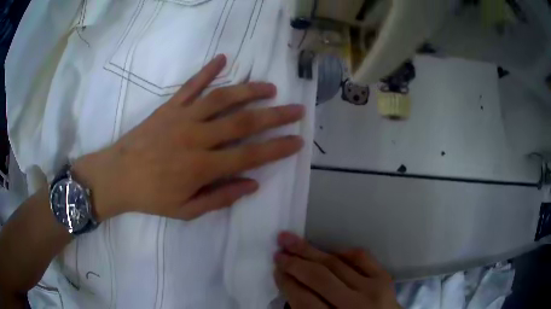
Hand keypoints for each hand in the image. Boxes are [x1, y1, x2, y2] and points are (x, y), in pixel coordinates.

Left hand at [74, 54, 304, 220]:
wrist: (118, 176)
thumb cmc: (151, 197)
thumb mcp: (187, 210)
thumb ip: (221, 197)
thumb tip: (253, 184)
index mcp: (202, 167)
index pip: (250, 155)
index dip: (277, 148)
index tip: (297, 140)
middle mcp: (197, 137)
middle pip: (244, 122)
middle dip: (275, 116)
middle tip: (297, 109)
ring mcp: (183, 118)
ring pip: (222, 98)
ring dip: (249, 91)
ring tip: (270, 87)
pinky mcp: (169, 107)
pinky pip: (191, 85)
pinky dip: (207, 71)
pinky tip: (223, 58)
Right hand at [274, 232, 400, 308]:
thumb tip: (290, 283)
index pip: (304, 300)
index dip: (287, 284)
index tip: (276, 270)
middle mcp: (355, 305)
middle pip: (319, 278)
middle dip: (294, 263)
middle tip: (278, 251)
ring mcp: (373, 289)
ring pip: (336, 264)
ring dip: (311, 251)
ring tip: (292, 240)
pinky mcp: (385, 279)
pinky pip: (361, 257)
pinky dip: (342, 252)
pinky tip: (328, 252)